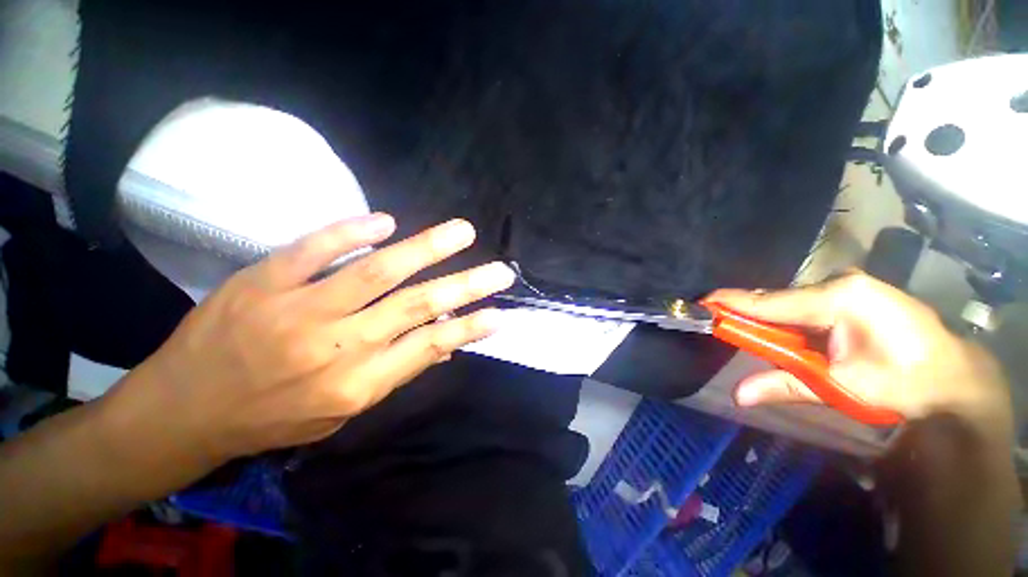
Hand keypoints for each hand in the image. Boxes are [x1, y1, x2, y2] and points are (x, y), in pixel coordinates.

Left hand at [113, 214, 514, 463]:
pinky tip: (386, 221)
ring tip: (462, 231)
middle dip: (467, 285)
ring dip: (427, 248)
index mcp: (357, 384)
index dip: (469, 327)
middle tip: (500, 270)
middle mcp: (338, 346)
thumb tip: (443, 345)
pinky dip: (352, 231)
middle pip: (417, 306)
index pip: (430, 346)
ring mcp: (299, 310)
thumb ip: (394, 372)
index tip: (499, 312)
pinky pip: (314, 249)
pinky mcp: (263, 282)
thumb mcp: (340, 412)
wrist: (184, 411)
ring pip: (378, 271)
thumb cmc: (271, 418)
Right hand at [705, 272, 1009, 422]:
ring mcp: (849, 287)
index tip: (703, 303)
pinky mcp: (854, 294)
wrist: (955, 379)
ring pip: (792, 302)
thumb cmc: (904, 383)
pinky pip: (806, 305)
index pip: (772, 302)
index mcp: (840, 299)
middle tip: (720, 321)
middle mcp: (840, 284)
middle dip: (749, 312)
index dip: (734, 304)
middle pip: (779, 300)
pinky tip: (781, 330)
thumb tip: (739, 394)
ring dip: (769, 318)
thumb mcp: (844, 388)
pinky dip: (787, 318)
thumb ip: (787, 385)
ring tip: (743, 327)